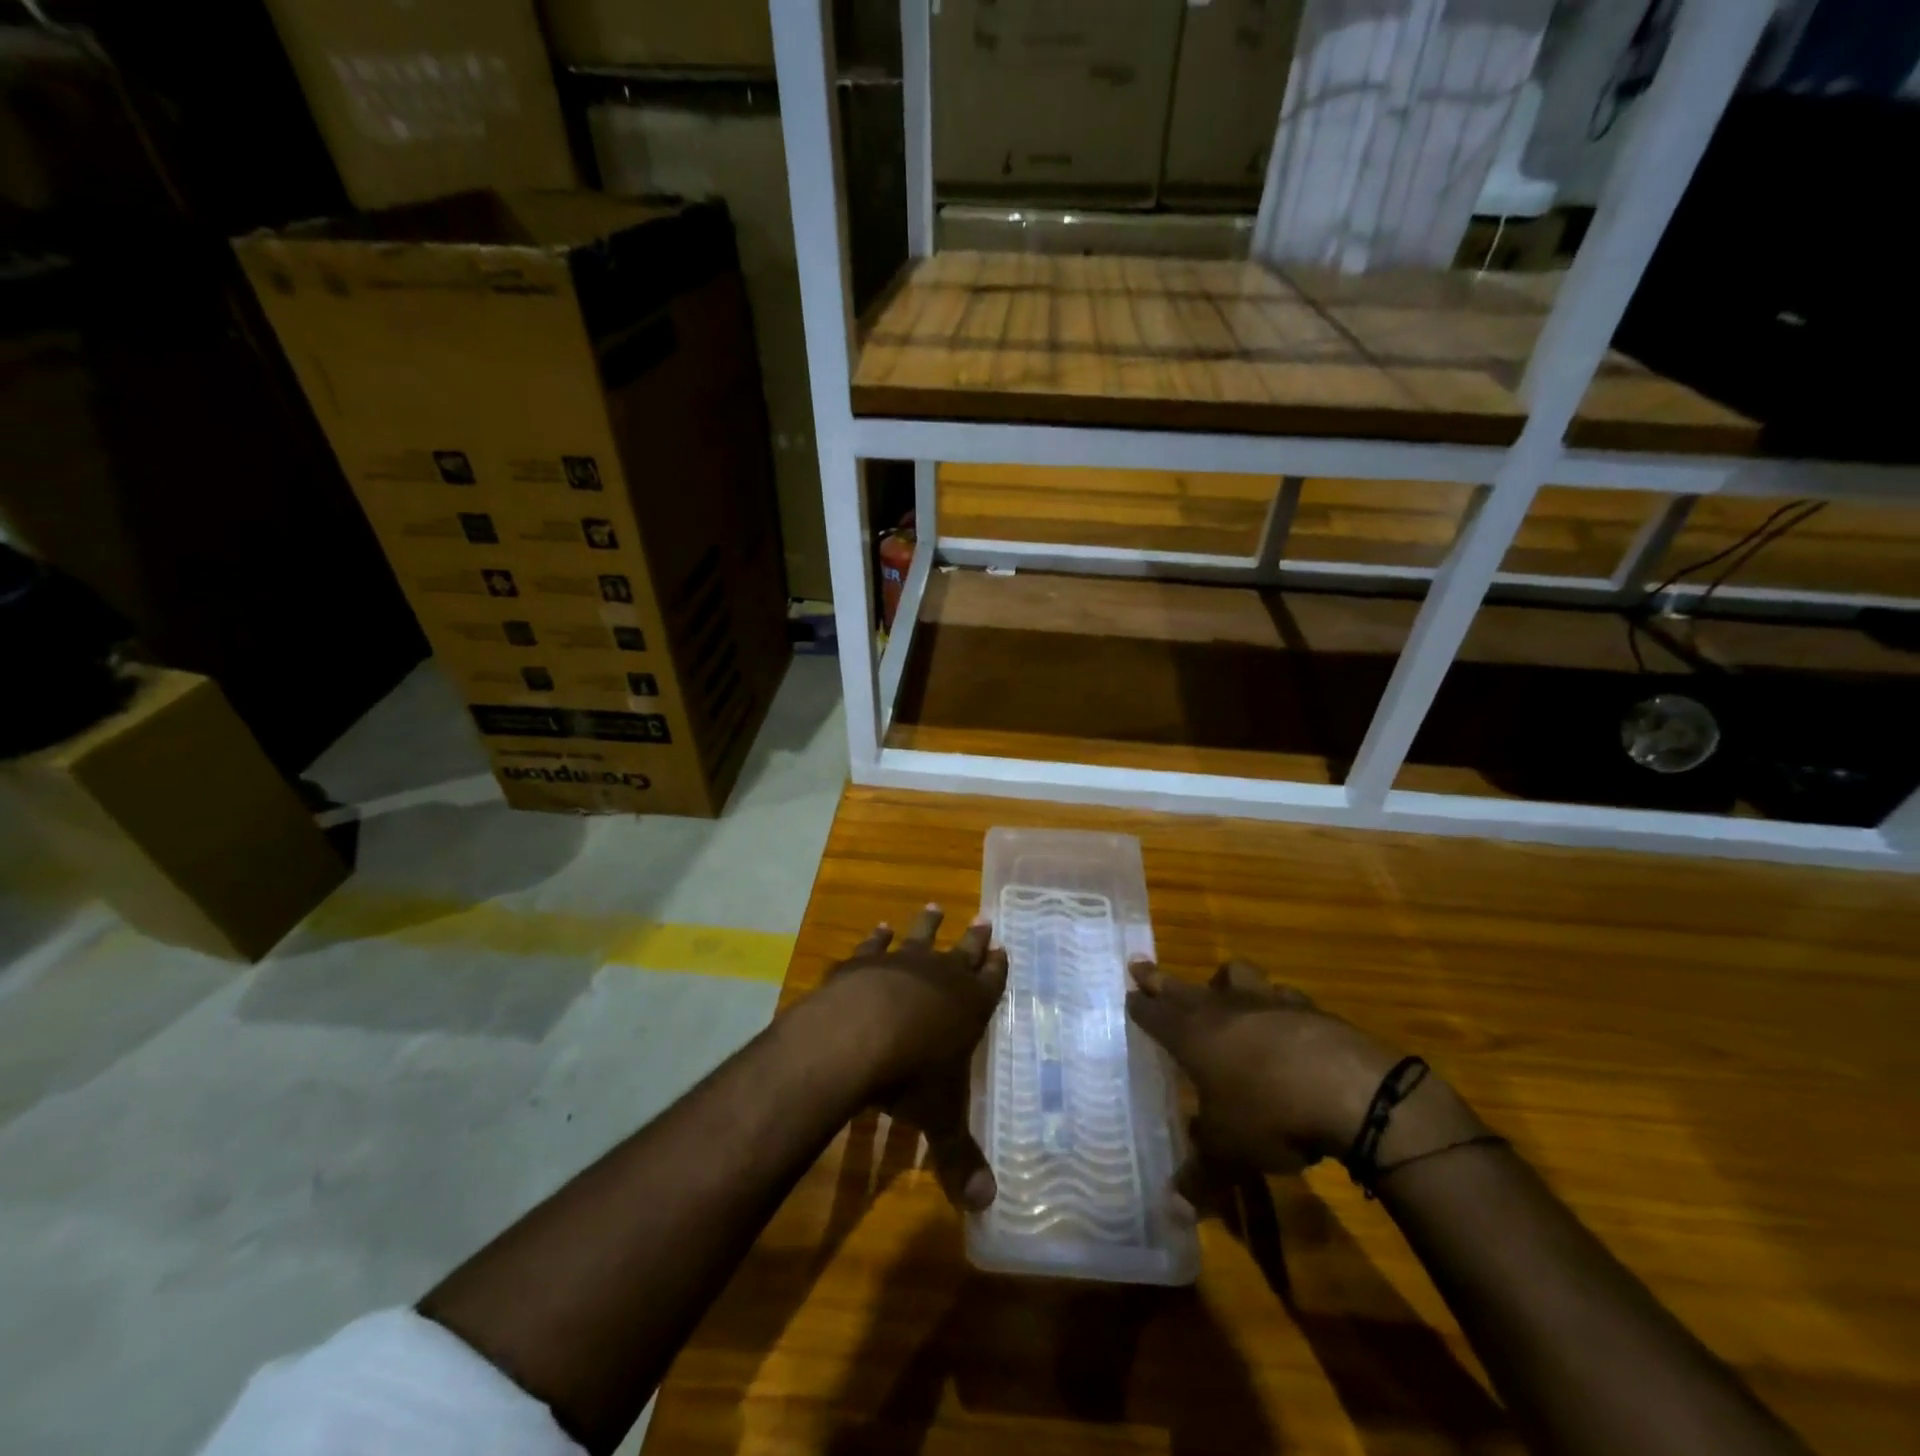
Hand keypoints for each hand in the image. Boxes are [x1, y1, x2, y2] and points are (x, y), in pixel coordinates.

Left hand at [820, 906, 1007, 1212]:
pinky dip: (878, 937)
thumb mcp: (939, 1120)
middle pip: (963, 953)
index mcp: (969, 1008)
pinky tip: (880, 927)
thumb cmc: (911, 1076)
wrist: (857, 1035)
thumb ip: (958, 1158)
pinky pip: (875, 946)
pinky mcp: (863, 963)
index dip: (998, 969)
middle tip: (984, 920)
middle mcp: (940, 978)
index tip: (1004, 948)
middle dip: (974, 940)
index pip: (991, 983)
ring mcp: (901, 964)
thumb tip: (985, 1206)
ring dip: (928, 926)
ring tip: (934, 907)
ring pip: (921, 939)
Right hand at [1127, 957, 1477, 1179]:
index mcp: (1192, 1036)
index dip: (1139, 1006)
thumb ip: (1201, 1175)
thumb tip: (1175, 1207)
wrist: (1350, 1090)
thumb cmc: (1270, 1116)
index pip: (1154, 1014)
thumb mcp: (1230, 1155)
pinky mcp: (1308, 1008)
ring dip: (1223, 981)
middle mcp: (1223, 1009)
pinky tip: (1284, 1021)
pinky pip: (1282, 996)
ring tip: (1221, 989)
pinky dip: (1276, 1004)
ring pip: (1235, 975)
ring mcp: (1267, 1002)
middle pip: (1183, 986)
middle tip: (1141, 966)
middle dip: (1160, 979)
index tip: (1128, 994)